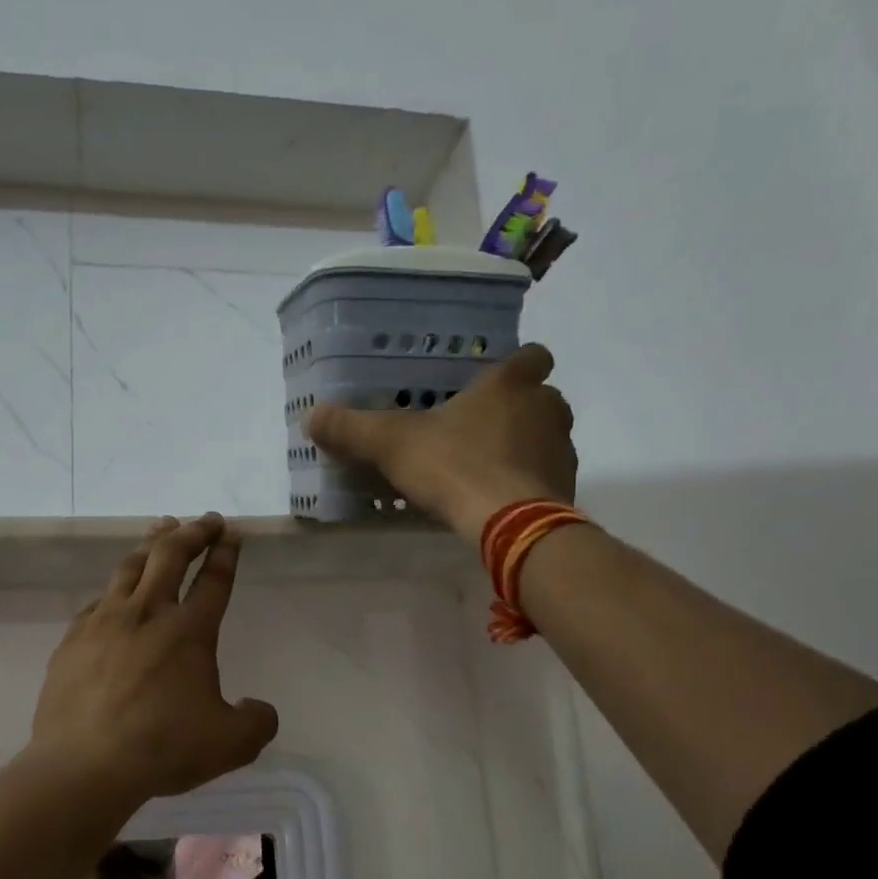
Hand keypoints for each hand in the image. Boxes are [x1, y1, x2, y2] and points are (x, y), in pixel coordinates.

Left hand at [28, 514, 279, 801]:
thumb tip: (258, 709)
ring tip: (162, 530)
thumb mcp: (231, 744)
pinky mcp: (73, 639)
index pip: (213, 580)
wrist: (84, 765)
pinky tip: (116, 594)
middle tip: (206, 520)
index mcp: (189, 631)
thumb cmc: (162, 748)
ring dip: (152, 544)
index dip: (226, 553)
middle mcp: (147, 614)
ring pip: (130, 566)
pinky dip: (116, 588)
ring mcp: (105, 622)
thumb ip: (256, 722)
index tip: (232, 534)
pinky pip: (98, 601)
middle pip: (171, 555)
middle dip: (193, 532)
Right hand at [306, 343, 578, 540]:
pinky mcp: (566, 487)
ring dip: (524, 446)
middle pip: (541, 397)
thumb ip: (353, 428)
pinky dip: (529, 482)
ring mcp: (562, 449)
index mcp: (510, 384)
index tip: (494, 381)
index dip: (517, 364)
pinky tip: (499, 500)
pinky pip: (547, 475)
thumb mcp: (392, 444)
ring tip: (486, 468)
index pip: (532, 355)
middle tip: (478, 429)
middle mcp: (546, 407)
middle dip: (517, 410)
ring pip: (547, 436)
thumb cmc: (455, 467)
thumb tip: (311, 415)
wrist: (511, 524)